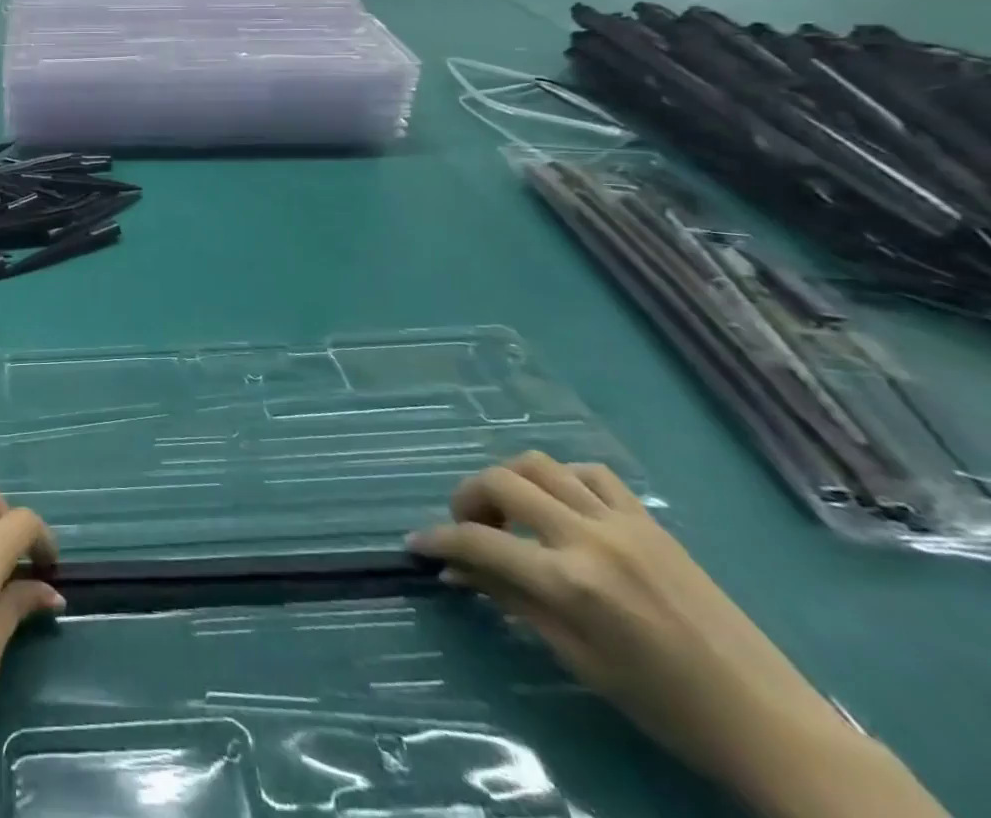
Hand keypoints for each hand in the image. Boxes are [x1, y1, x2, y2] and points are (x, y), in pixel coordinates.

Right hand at [410, 452, 946, 817]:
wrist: (769, 721)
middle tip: (465, 526)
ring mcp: (622, 522)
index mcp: (570, 584)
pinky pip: (589, 473)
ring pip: (539, 464)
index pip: (480, 544)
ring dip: (509, 480)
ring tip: (507, 510)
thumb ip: (512, 602)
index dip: (440, 540)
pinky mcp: (649, 520)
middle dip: (467, 498)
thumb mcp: (578, 660)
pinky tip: (560, 504)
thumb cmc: (665, 705)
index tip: (417, 543)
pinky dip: (560, 478)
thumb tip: (457, 571)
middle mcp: (588, 538)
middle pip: (502, 483)